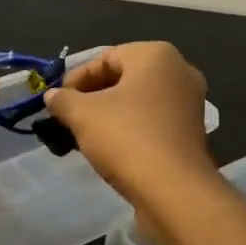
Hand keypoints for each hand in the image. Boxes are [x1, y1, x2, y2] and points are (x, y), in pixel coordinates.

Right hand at [42, 42, 220, 204]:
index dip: (77, 78)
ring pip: (140, 101)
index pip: (106, 58)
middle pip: (125, 77)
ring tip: (85, 134)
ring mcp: (190, 102)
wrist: (174, 190)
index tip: (57, 101)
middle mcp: (179, 71)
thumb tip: (52, 96)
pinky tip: (111, 148)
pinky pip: (154, 120)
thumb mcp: (83, 114)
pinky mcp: (192, 131)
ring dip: (111, 114)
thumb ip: (63, 100)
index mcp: (156, 55)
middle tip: (68, 117)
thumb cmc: (127, 137)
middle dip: (93, 96)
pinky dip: (131, 128)